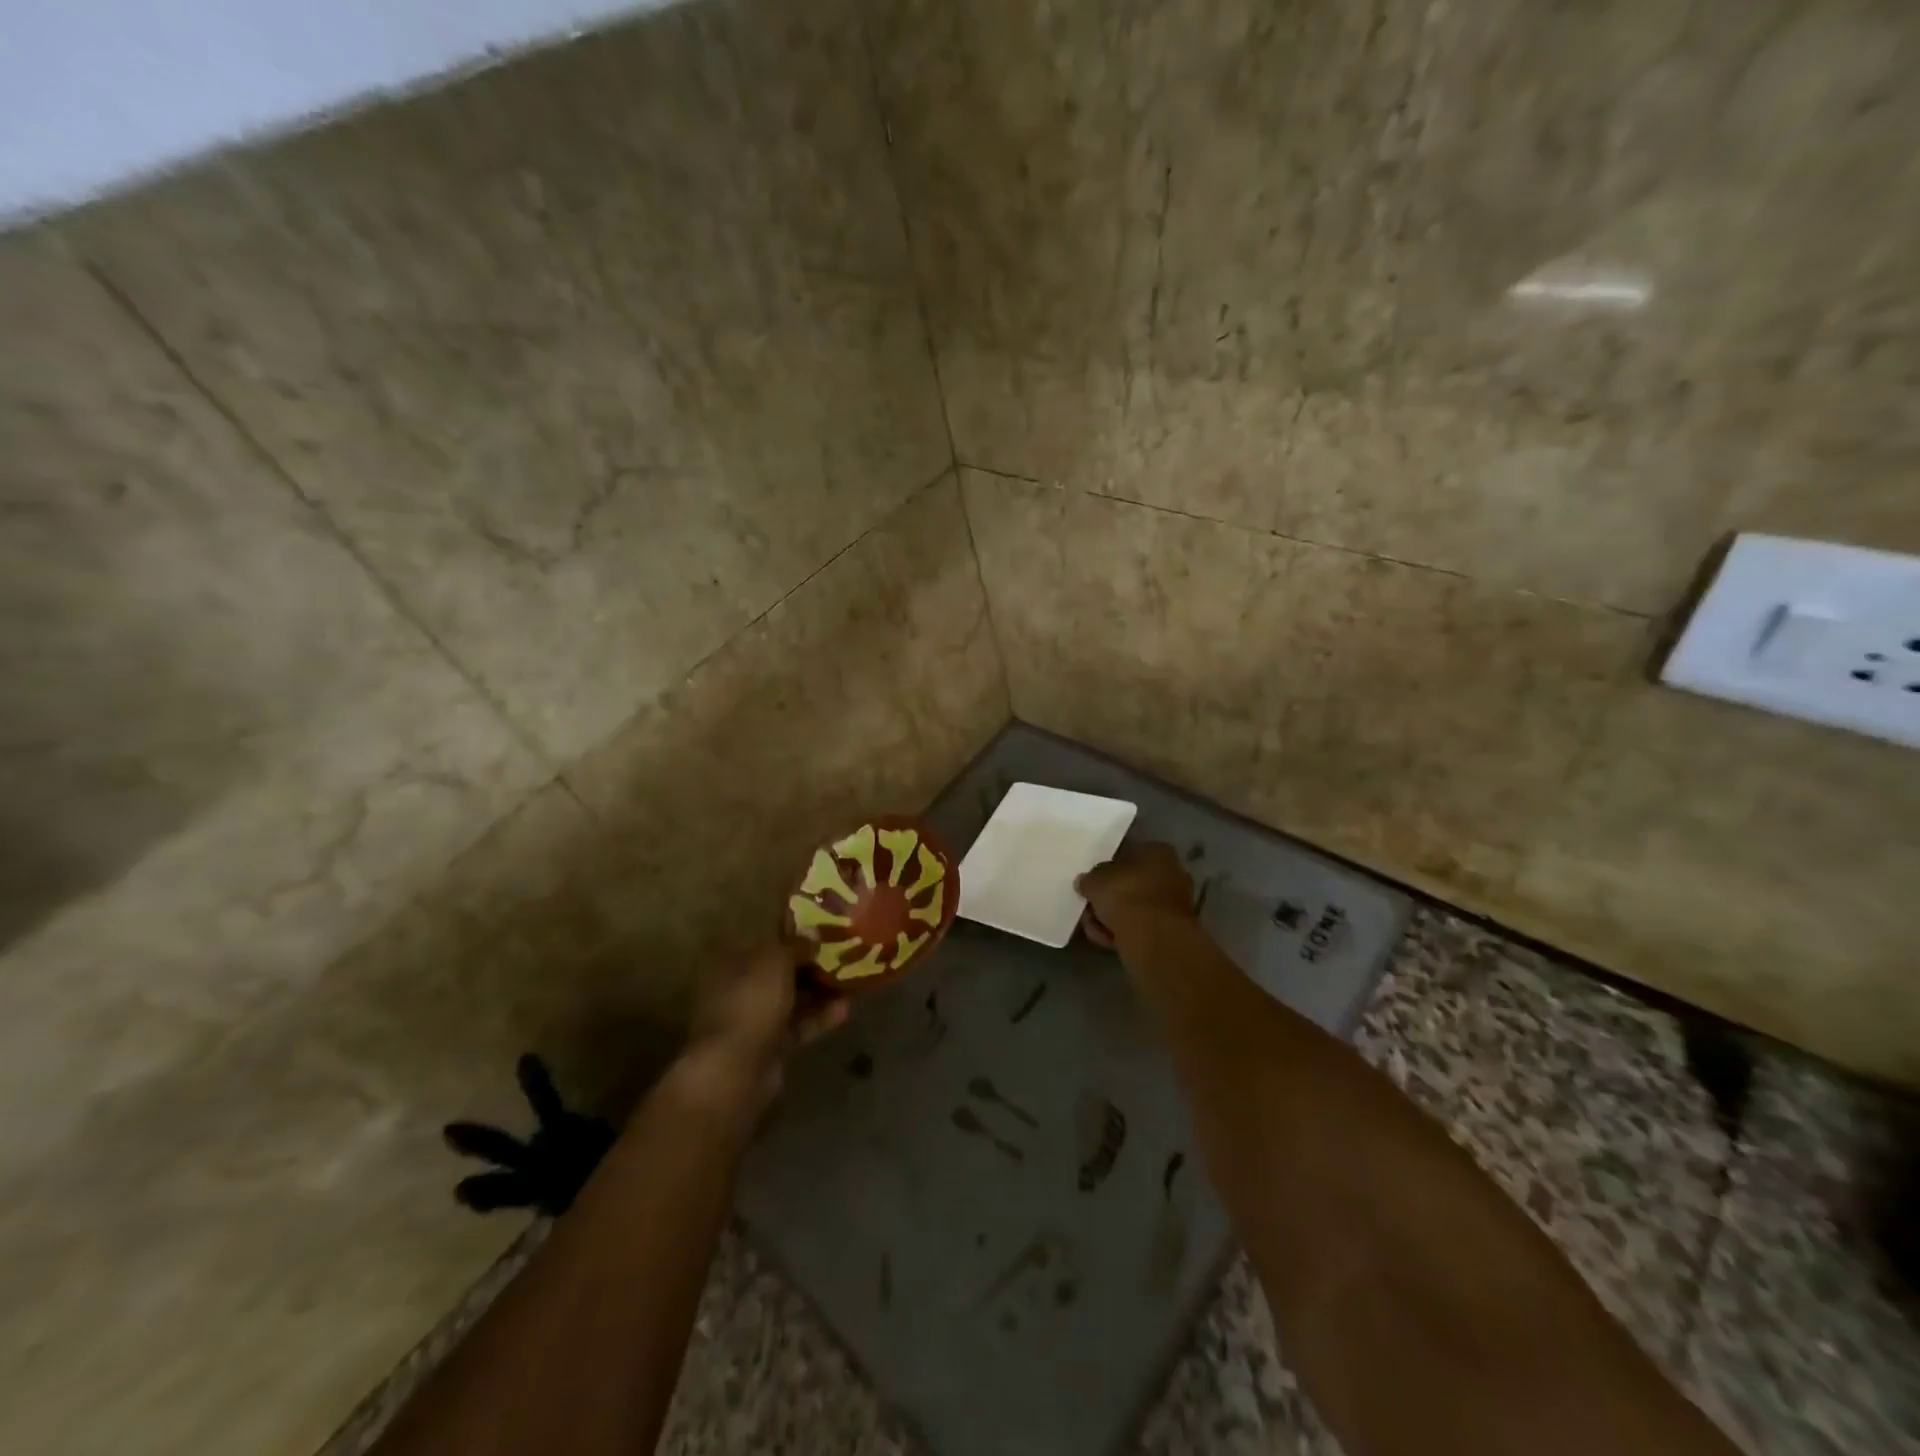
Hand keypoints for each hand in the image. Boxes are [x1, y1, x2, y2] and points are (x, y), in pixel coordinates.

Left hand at [683, 942, 849, 1107]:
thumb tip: (812, 934)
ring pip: (793, 998)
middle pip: (781, 969)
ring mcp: (754, 1018)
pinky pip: (799, 1026)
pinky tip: (846, 1009)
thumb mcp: (775, 961)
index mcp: (731, 960)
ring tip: (852, 980)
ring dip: (820, 990)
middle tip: (844, 953)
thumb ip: (796, 945)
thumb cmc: (750, 1002)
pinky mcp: (770, 1046)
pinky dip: (820, 1018)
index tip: (822, 928)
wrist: (734, 1070)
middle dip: (811, 963)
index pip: (764, 939)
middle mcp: (739, 986)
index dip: (793, 932)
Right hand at [1075, 841, 1194, 948]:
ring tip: (1095, 928)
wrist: (1154, 938)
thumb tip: (1086, 882)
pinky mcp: (1172, 930)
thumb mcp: (1094, 880)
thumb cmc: (1126, 896)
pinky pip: (1141, 927)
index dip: (1106, 870)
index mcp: (1158, 852)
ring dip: (1112, 918)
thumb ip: (1089, 879)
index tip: (1091, 884)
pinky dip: (1124, 933)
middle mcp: (1172, 874)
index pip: (1127, 855)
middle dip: (1108, 899)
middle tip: (1090, 909)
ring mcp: (1174, 904)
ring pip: (1134, 908)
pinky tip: (1108, 940)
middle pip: (1130, 885)